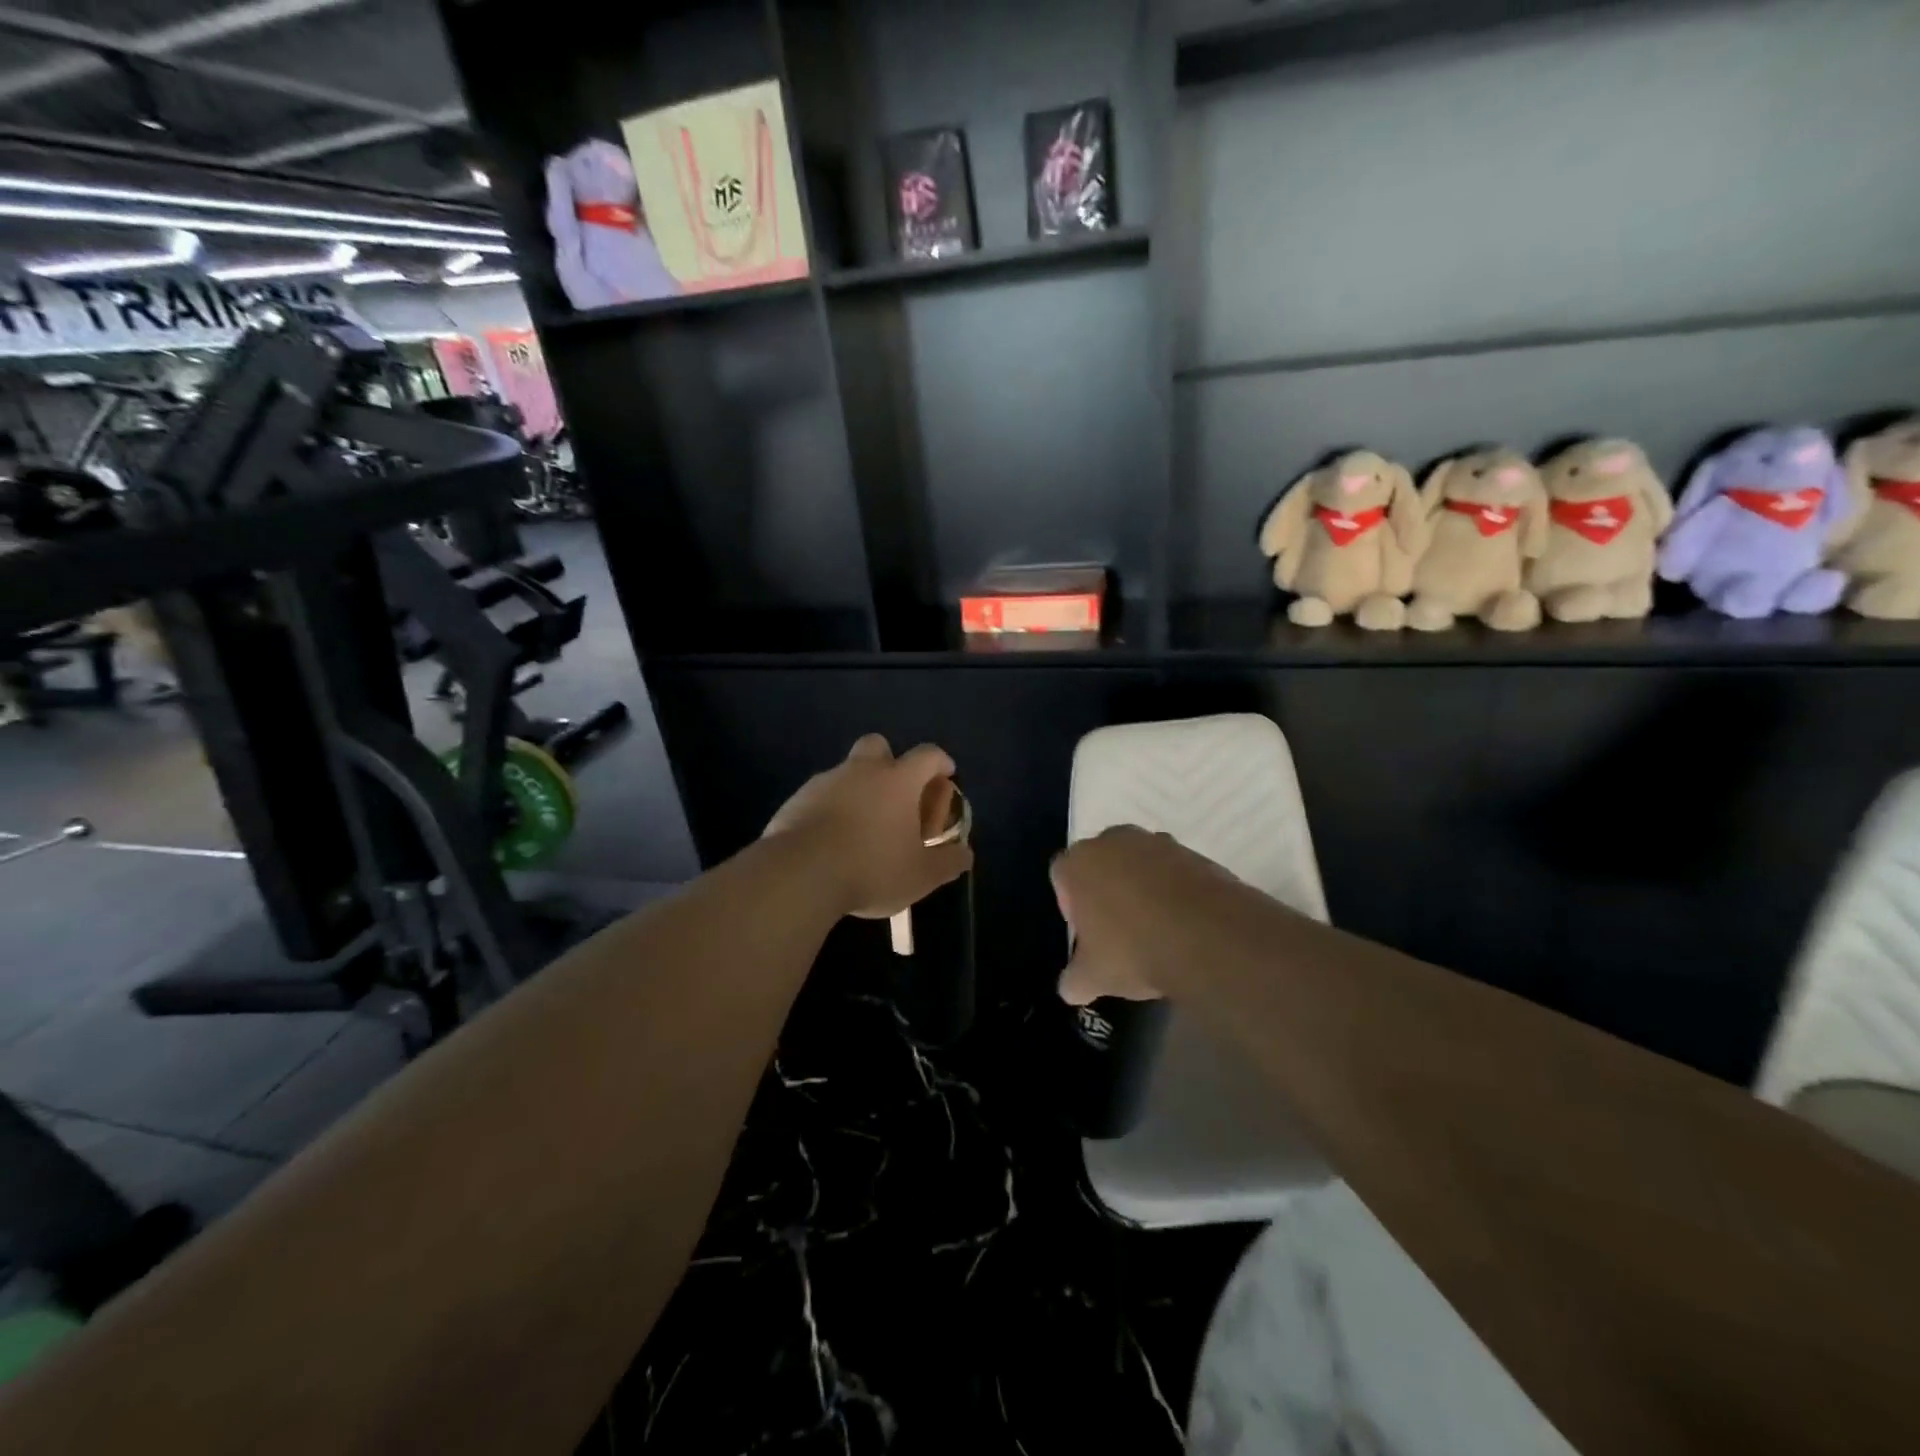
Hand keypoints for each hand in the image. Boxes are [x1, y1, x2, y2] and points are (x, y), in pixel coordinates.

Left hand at [764, 735, 972, 919]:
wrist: (800, 874)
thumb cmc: (872, 869)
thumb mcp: (921, 875)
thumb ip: (947, 862)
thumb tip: (965, 854)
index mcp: (898, 780)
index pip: (927, 755)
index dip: (940, 762)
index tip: (946, 775)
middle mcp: (861, 771)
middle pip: (878, 745)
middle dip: (890, 762)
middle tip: (896, 794)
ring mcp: (825, 782)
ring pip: (846, 772)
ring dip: (857, 789)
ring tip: (862, 828)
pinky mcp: (796, 800)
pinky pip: (820, 796)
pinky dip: (830, 809)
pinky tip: (831, 840)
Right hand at [1052, 826, 1237, 1004]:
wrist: (1208, 937)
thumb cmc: (1132, 949)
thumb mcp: (1093, 977)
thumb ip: (1074, 980)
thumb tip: (1070, 989)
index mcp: (1078, 863)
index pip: (1061, 876)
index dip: (1071, 905)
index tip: (1087, 934)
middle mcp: (1114, 841)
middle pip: (1102, 864)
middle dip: (1106, 891)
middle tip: (1118, 929)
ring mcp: (1157, 842)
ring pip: (1139, 865)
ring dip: (1142, 888)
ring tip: (1156, 928)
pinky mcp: (1194, 853)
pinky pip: (1174, 872)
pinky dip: (1175, 892)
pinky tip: (1184, 924)